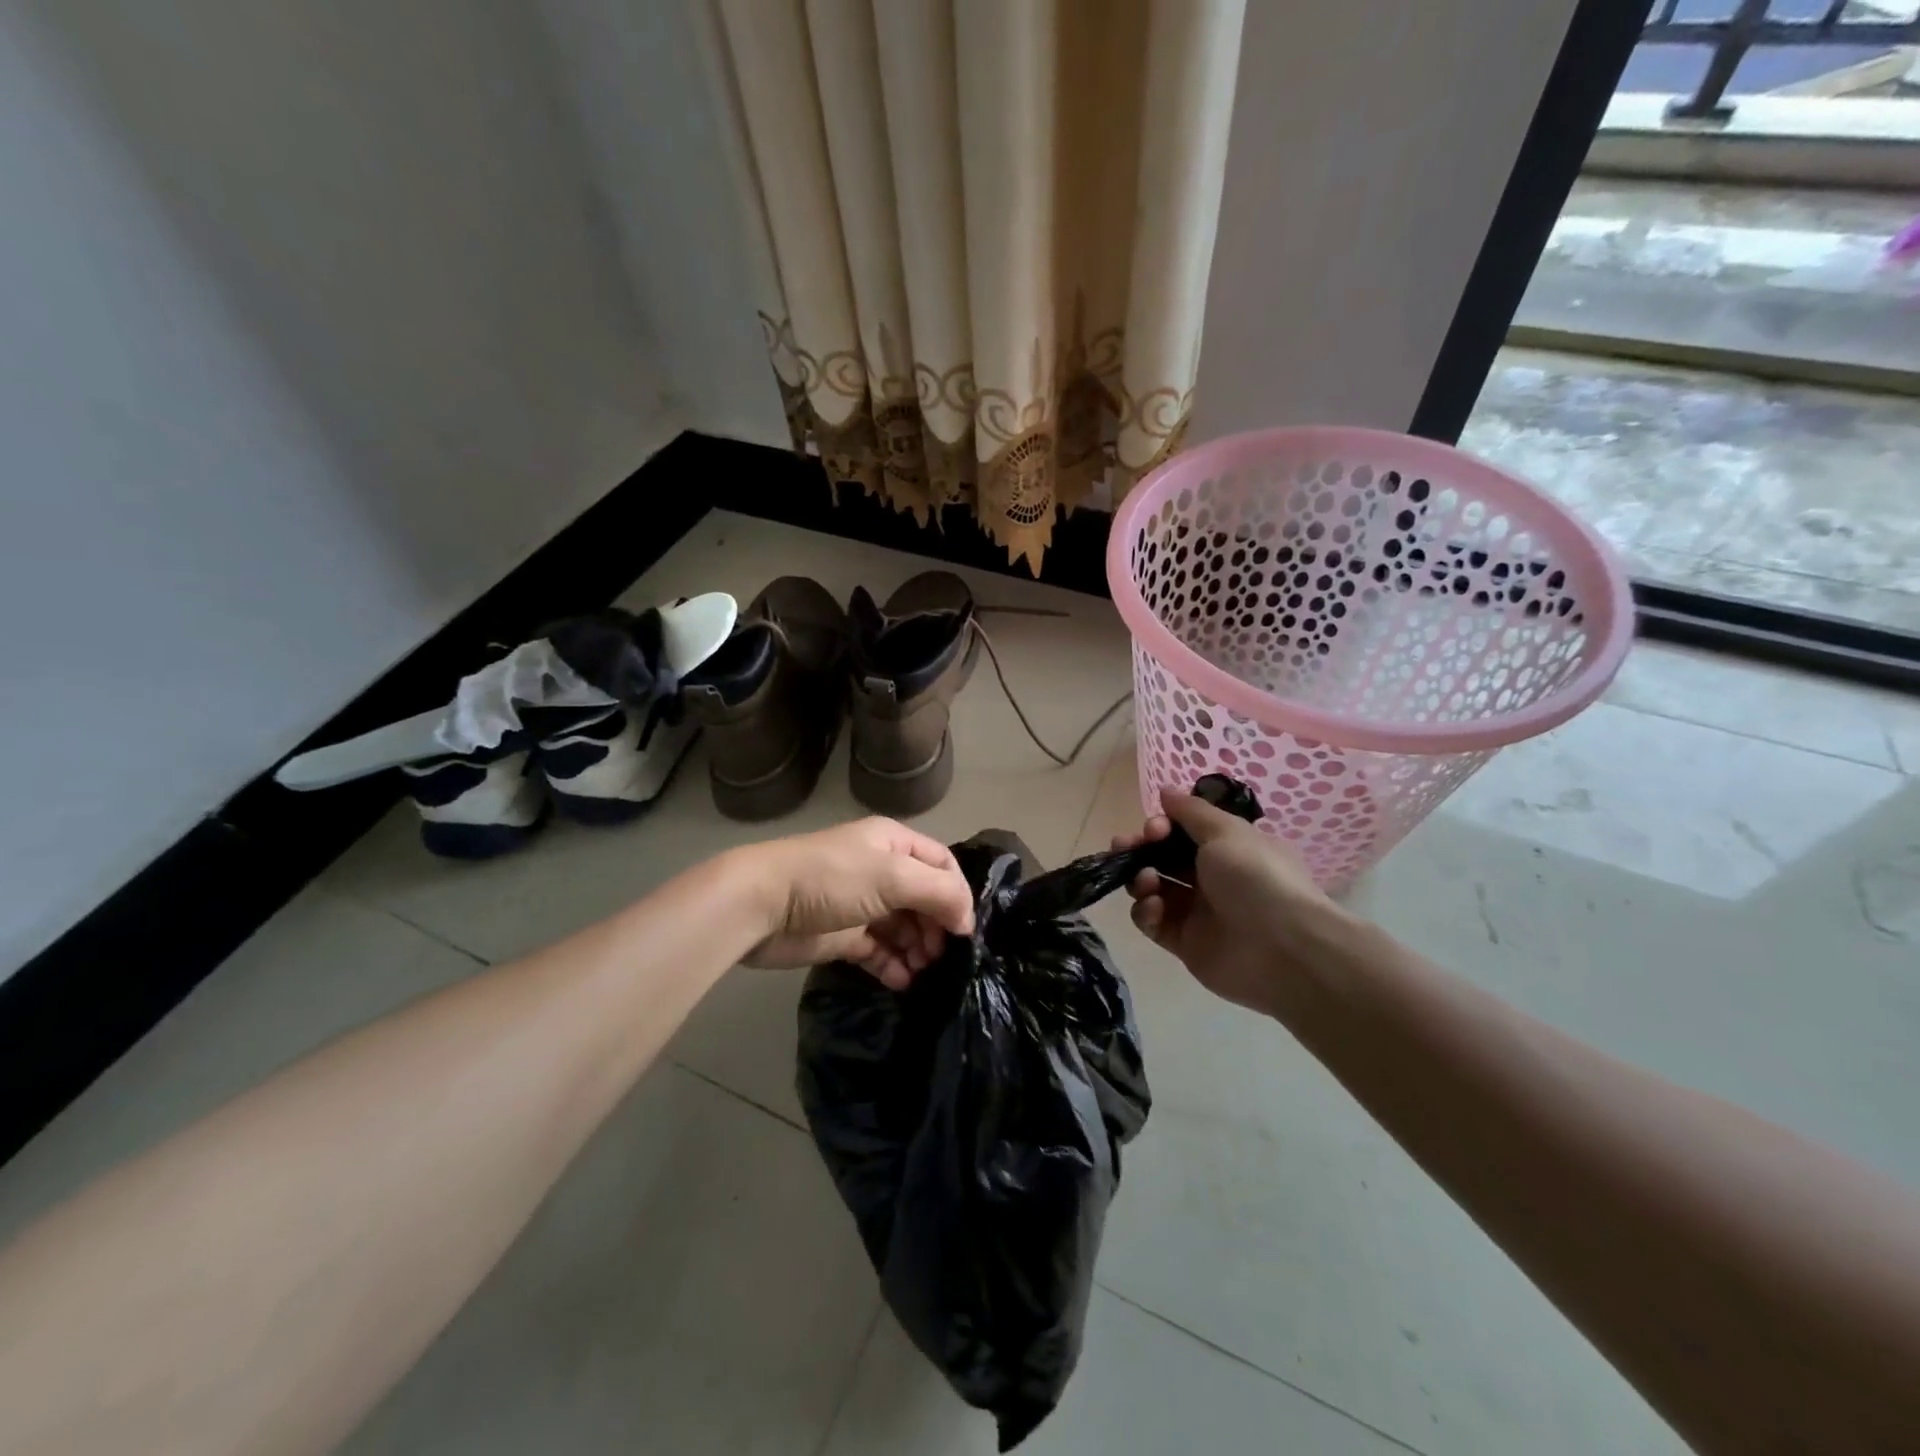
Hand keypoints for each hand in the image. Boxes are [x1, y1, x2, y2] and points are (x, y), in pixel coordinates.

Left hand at [736, 817, 975, 988]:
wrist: (762, 904)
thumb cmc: (833, 879)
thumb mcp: (894, 876)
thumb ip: (939, 893)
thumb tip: (965, 920)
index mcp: (893, 844)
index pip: (941, 864)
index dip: (957, 894)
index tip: (963, 930)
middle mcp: (880, 870)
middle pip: (924, 899)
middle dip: (937, 926)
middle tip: (942, 957)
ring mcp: (861, 905)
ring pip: (903, 928)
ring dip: (918, 949)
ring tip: (924, 971)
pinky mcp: (842, 936)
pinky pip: (878, 951)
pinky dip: (893, 966)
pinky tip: (902, 981)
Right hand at [1114, 792, 1349, 1014]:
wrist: (1282, 948)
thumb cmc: (1255, 878)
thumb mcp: (1226, 832)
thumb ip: (1191, 811)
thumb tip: (1165, 791)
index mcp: (1228, 849)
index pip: (1183, 832)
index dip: (1162, 827)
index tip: (1154, 828)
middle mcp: (1212, 878)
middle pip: (1163, 858)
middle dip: (1139, 849)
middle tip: (1123, 847)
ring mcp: (1197, 912)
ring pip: (1153, 888)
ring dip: (1140, 878)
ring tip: (1146, 881)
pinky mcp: (1184, 942)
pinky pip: (1153, 922)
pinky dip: (1146, 912)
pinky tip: (1153, 907)